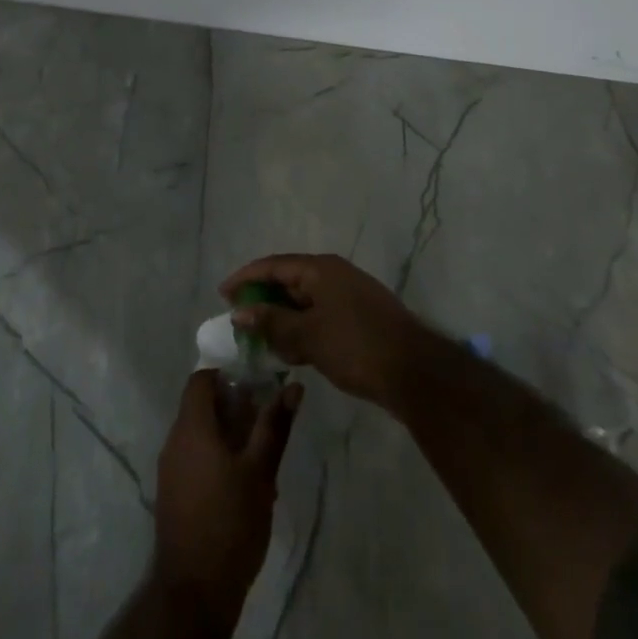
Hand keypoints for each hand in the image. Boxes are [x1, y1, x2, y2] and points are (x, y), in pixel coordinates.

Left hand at [153, 370, 302, 626]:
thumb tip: (293, 387)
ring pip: (199, 434)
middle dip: (233, 408)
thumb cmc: (230, 523)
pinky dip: (216, 457)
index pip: (201, 379)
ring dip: (227, 435)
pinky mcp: (172, 494)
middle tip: (266, 421)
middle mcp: (174, 440)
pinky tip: (243, 485)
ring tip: (260, 456)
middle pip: (201, 406)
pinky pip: (194, 459)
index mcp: (191, 427)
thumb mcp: (260, 472)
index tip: (256, 385)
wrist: (194, 593)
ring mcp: (170, 469)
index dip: (227, 375)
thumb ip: (274, 426)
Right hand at [220, 253, 430, 410]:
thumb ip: (272, 322)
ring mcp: (349, 297)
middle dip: (263, 301)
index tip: (222, 294)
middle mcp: (334, 275)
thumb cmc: (356, 346)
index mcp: (321, 269)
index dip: (246, 278)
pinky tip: (292, 355)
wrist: (415, 373)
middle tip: (239, 321)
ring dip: (282, 320)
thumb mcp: (308, 336)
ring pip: (305, 303)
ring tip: (260, 342)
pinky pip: (319, 318)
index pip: (274, 265)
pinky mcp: (359, 320)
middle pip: (289, 282)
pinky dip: (302, 331)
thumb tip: (240, 311)